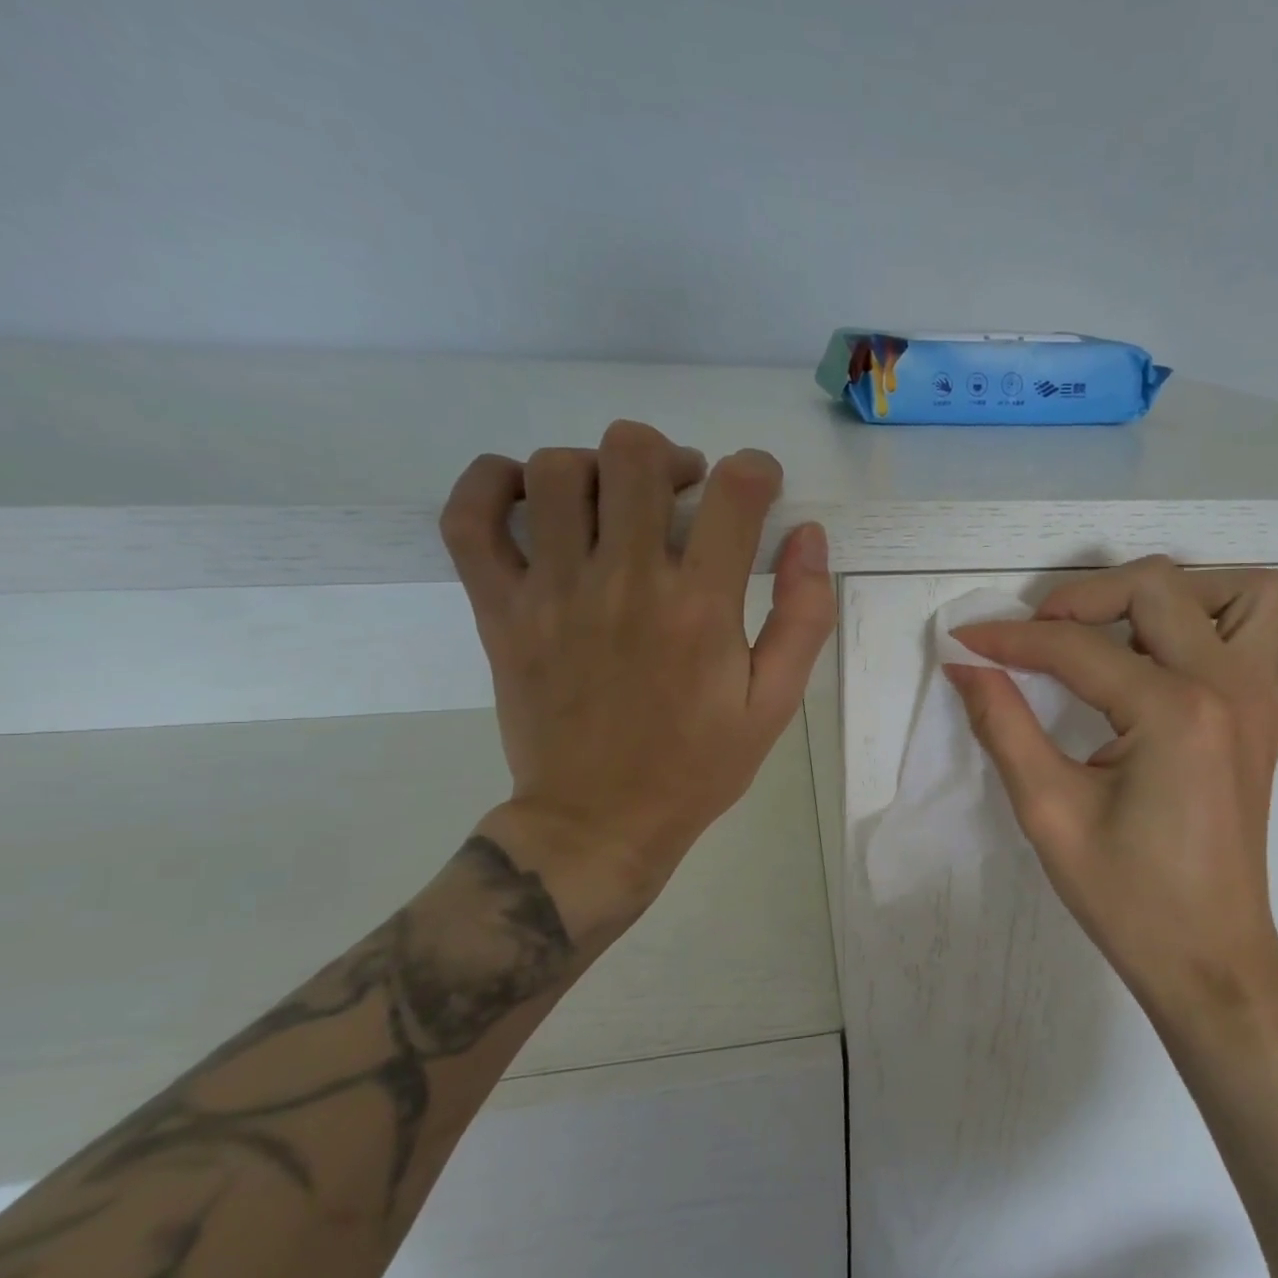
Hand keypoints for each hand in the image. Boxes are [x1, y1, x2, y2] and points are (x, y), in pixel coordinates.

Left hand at [440, 421, 835, 942]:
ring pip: (556, 471)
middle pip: (635, 455)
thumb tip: (808, 535)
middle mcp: (624, 582)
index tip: (760, 487)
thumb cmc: (698, 765)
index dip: (757, 470)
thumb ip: (803, 617)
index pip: (735, 493)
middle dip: (672, 457)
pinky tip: (530, 494)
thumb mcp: (774, 703)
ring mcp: (551, 592)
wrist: (598, 822)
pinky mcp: (498, 610)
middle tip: (685, 492)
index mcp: (700, 608)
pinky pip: (469, 518)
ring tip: (617, 502)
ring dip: (597, 467)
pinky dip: (491, 483)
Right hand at [947, 557, 1277, 1031]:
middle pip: (1158, 586)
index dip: (1009, 638)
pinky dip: (1242, 634)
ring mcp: (1263, 700)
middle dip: (1084, 597)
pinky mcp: (1273, 721)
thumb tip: (966, 664)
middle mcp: (1228, 687)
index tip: (964, 641)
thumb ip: (1003, 725)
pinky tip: (1194, 665)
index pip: (1076, 646)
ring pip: (1249, 594)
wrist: (1209, 960)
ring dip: (1182, 595)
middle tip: (1039, 637)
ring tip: (1129, 633)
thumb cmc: (1127, 898)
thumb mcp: (1048, 812)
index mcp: (1173, 711)